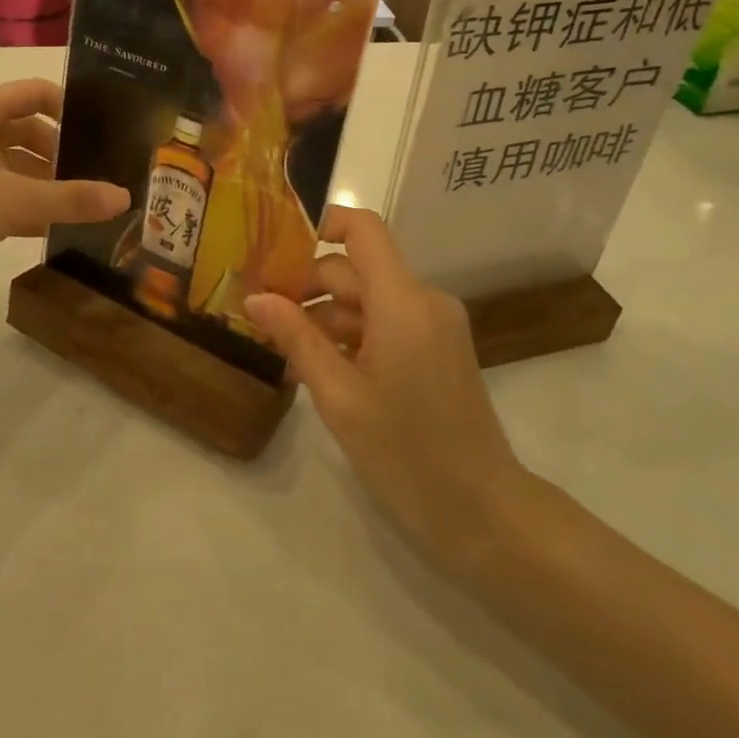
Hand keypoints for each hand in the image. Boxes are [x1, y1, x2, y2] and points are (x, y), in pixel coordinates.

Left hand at [0, 79, 128, 301]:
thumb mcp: (15, 203)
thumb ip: (72, 199)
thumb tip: (125, 198)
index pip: (35, 92)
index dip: (70, 108)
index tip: (100, 133)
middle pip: (23, 127)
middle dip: (57, 152)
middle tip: (90, 176)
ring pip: (6, 158)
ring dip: (38, 178)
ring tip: (72, 204)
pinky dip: (15, 196)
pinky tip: (42, 226)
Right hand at [245, 208, 529, 574]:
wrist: (483, 513)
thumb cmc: (406, 454)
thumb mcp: (339, 397)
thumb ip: (296, 338)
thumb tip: (255, 298)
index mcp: (403, 301)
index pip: (363, 229)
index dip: (321, 224)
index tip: (275, 250)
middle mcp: (424, 299)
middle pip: (357, 269)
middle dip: (308, 287)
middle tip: (262, 318)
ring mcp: (435, 323)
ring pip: (368, 298)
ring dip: (326, 317)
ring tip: (284, 353)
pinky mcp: (438, 346)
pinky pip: (387, 321)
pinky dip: (352, 335)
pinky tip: (320, 367)